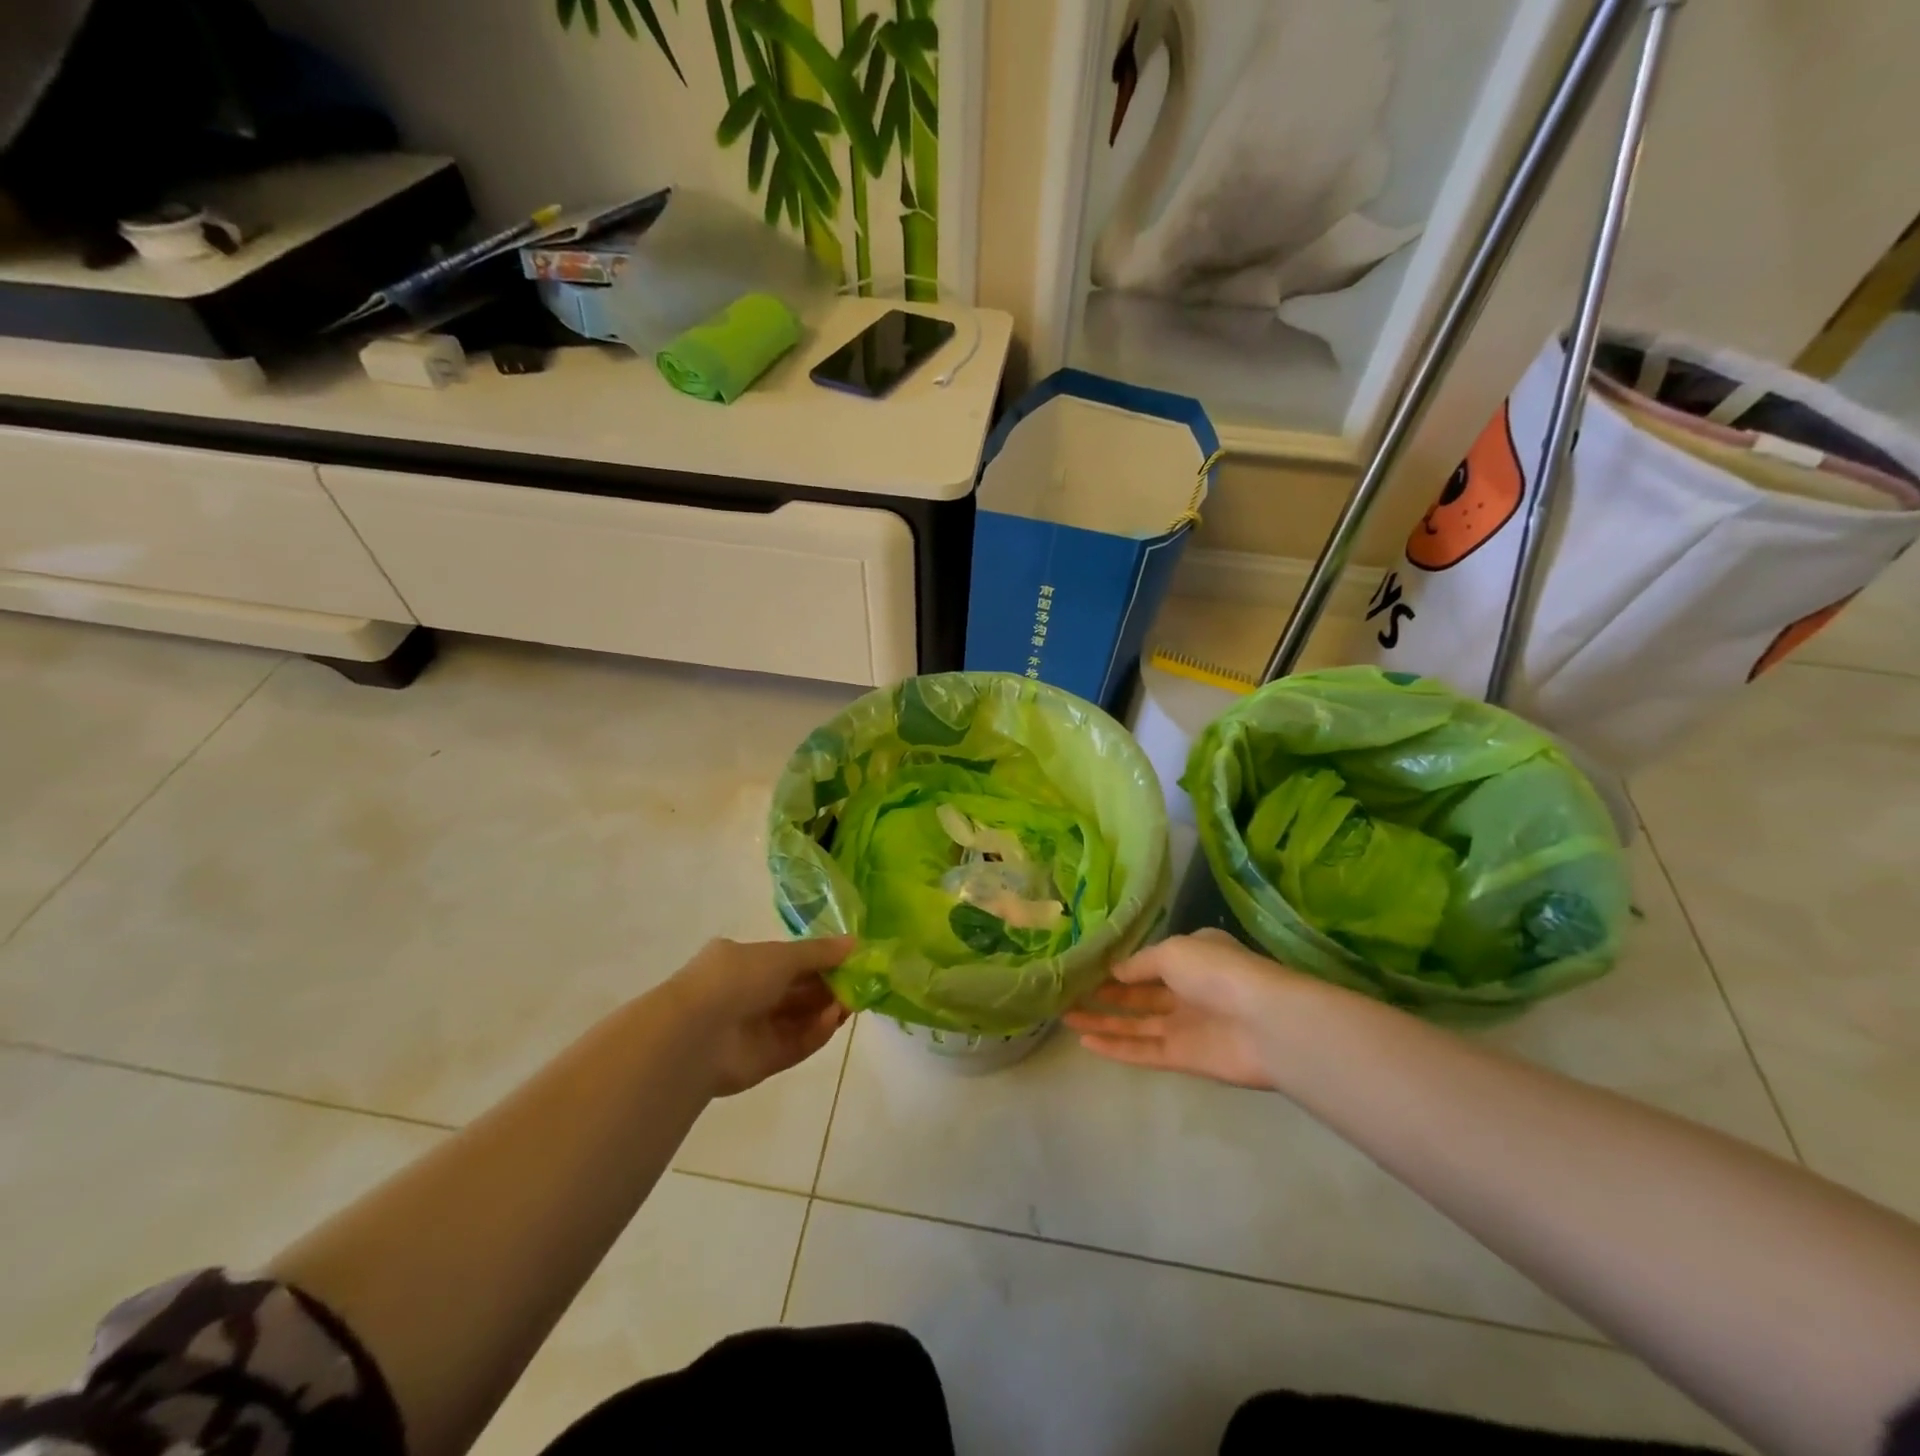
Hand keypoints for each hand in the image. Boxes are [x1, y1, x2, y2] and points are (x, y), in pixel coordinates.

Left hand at [661, 936, 854, 1096]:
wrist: (695, 1035)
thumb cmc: (736, 979)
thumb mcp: (781, 955)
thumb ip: (820, 952)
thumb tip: (856, 943)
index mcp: (744, 962)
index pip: (789, 960)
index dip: (821, 960)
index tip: (851, 960)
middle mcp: (748, 994)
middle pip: (798, 991)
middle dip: (830, 986)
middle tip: (860, 983)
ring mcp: (754, 1029)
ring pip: (799, 1018)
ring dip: (827, 1009)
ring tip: (852, 1002)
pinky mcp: (762, 1061)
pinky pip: (795, 1044)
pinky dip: (815, 1033)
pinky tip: (834, 1021)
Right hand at [1064, 930, 1301, 1089]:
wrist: (1266, 1024)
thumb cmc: (1218, 972)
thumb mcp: (1173, 951)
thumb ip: (1140, 963)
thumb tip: (1113, 972)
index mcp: (1191, 957)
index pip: (1148, 960)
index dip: (1118, 964)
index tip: (1085, 965)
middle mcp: (1186, 990)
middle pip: (1137, 993)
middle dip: (1104, 993)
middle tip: (1068, 992)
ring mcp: (1184, 1025)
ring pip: (1135, 1023)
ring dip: (1102, 1021)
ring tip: (1064, 1016)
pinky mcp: (1183, 1057)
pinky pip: (1142, 1050)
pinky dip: (1115, 1047)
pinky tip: (1085, 1043)